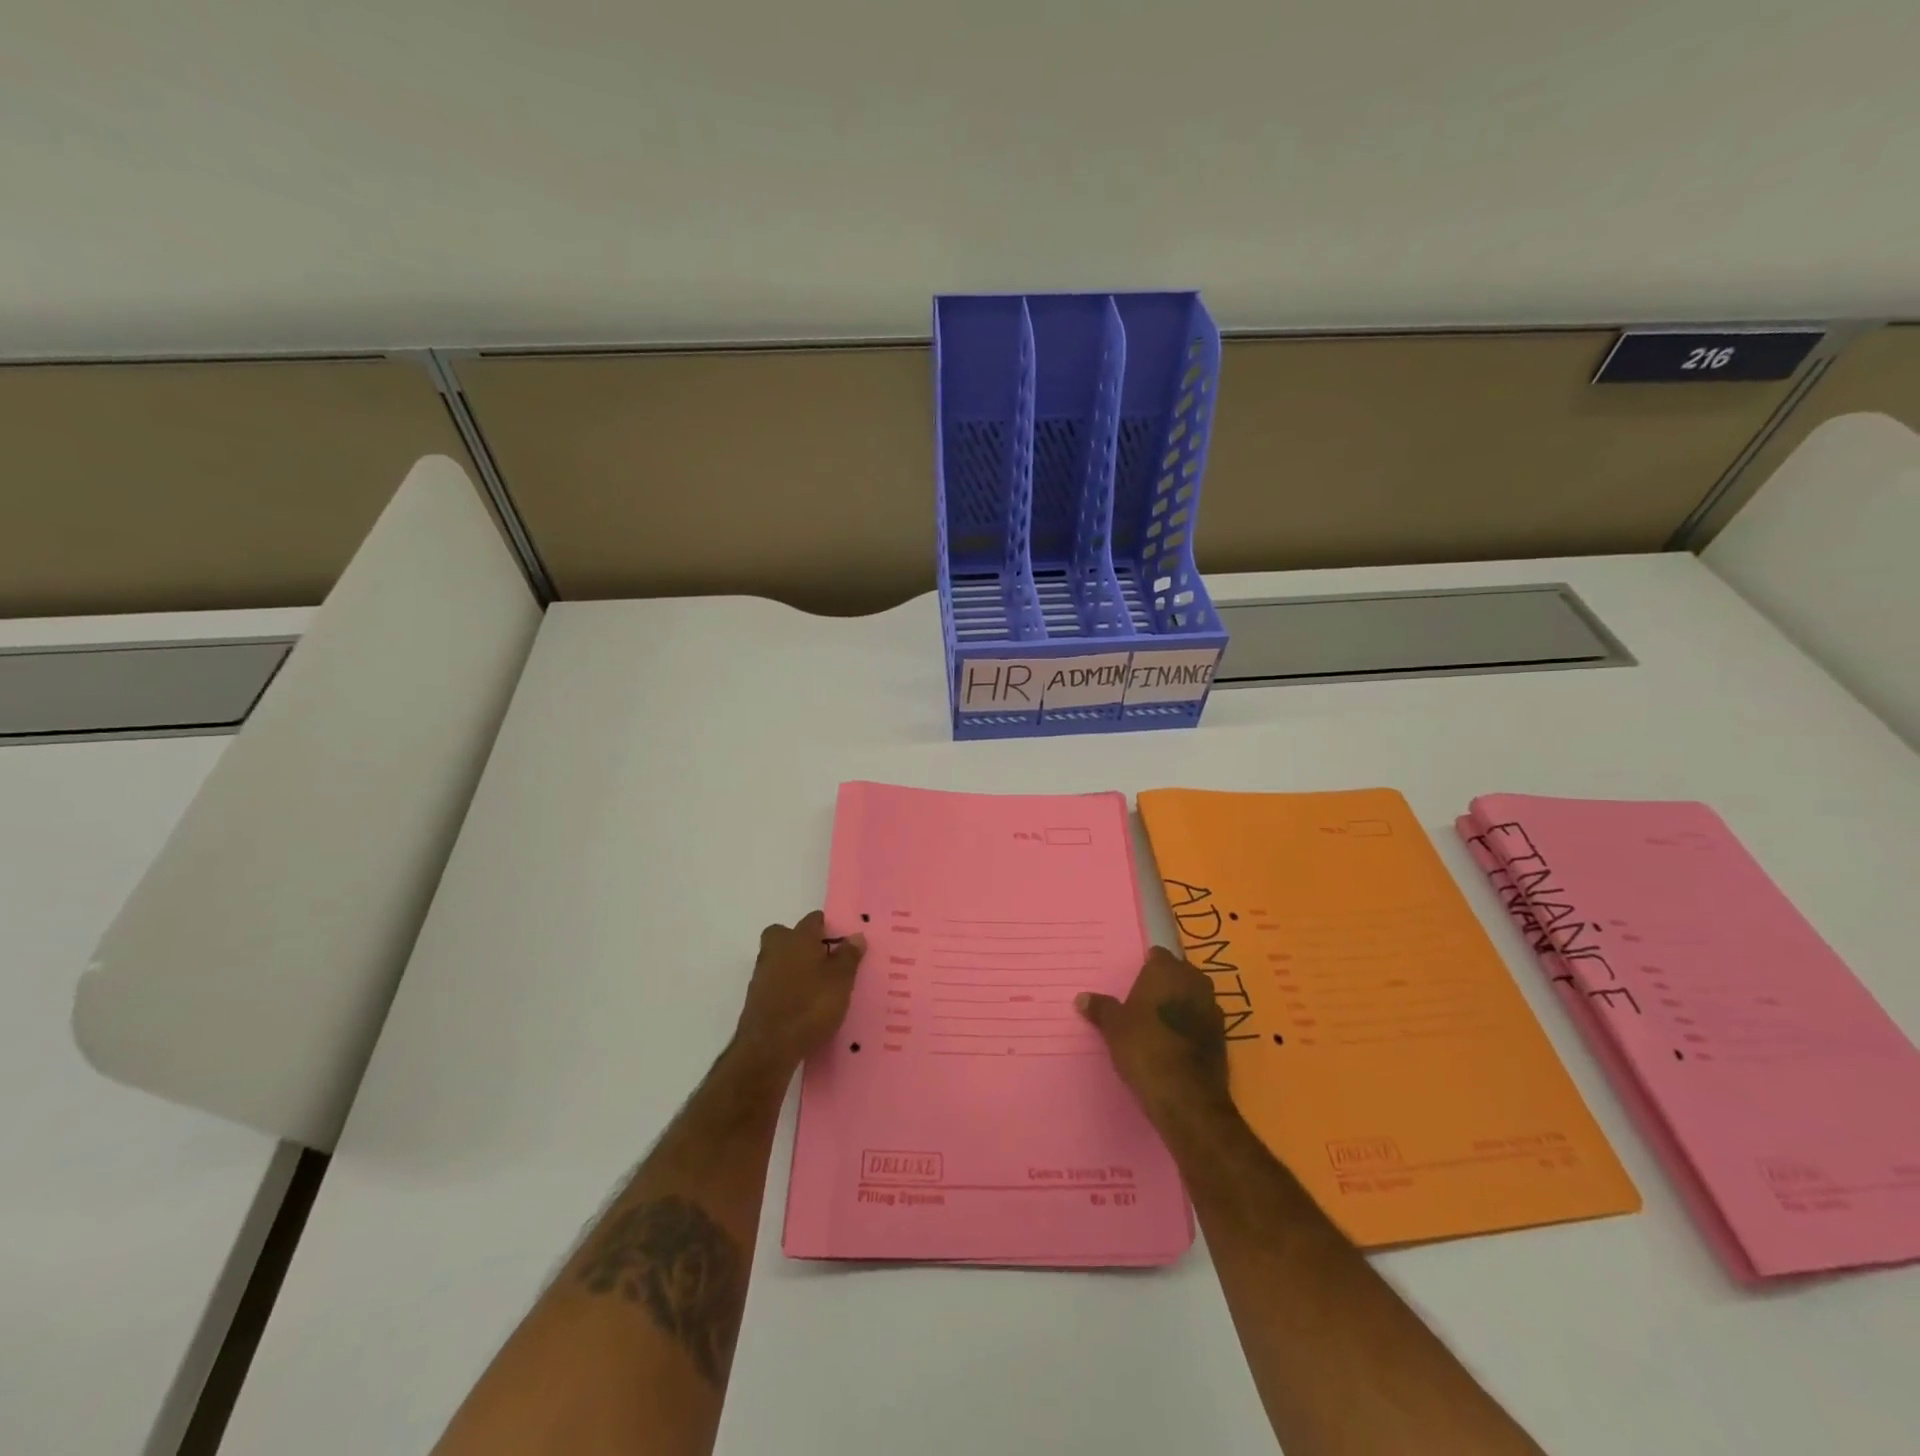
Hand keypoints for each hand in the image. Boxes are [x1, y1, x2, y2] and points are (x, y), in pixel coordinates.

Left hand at [733, 911, 864, 1068]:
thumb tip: (856, 935)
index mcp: (798, 938)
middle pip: (786, 934)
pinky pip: (774, 982)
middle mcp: (776, 949)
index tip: (842, 943)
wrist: (768, 1047)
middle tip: (823, 961)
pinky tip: (801, 1004)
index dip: (828, 928)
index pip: (813, 920)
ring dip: (793, 966)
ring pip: (778, 958)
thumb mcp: (840, 981)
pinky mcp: (755, 997)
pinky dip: (785, 987)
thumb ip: (849, 956)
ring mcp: (762, 973)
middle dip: (802, 943)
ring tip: (816, 986)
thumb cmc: (810, 1006)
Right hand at [1077, 947, 1231, 1123]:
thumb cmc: (1144, 1047)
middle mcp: (1195, 981)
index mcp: (1168, 970)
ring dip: (1180, 1006)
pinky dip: (1191, 1028)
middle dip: (1164, 985)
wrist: (1186, 1095)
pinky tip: (1174, 1044)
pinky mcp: (1223, 1037)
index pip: (1158, 955)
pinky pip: (1202, 1022)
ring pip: (1193, 998)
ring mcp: (1213, 1009)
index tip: (1133, 981)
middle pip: (1178, 974)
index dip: (1146, 967)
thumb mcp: (1113, 1027)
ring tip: (1157, 1024)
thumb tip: (1081, 998)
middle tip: (1142, 1002)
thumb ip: (1100, 1008)